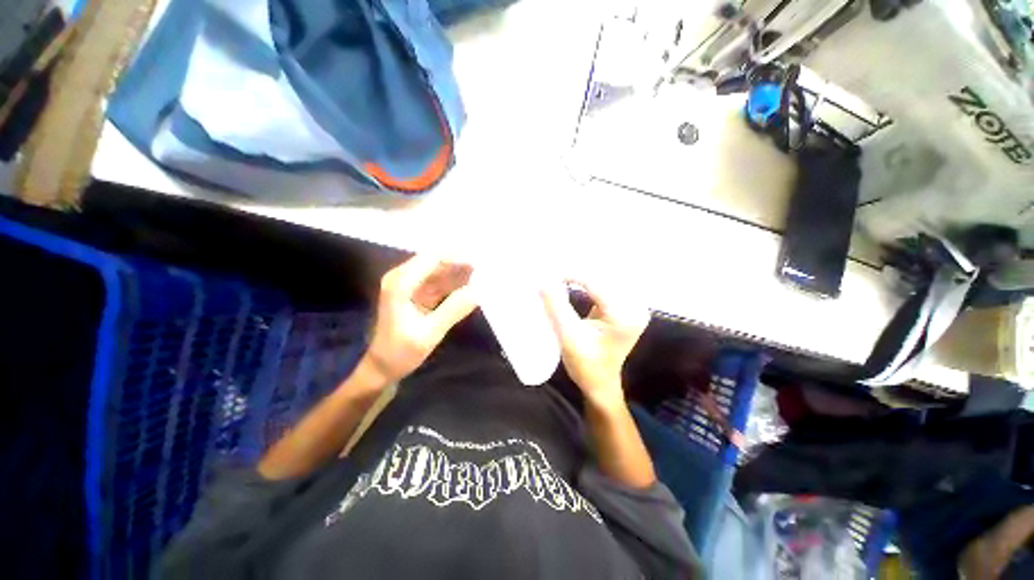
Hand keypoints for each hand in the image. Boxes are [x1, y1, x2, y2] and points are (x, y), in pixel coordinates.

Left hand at [363, 256, 475, 383]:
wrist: (381, 366)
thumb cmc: (400, 352)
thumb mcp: (429, 334)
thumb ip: (453, 310)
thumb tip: (477, 291)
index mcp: (401, 283)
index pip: (433, 258)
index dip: (457, 258)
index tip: (481, 264)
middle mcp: (402, 277)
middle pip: (437, 261)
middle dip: (461, 264)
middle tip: (485, 271)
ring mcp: (408, 284)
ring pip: (439, 270)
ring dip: (459, 273)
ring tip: (483, 278)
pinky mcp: (415, 292)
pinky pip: (438, 281)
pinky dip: (454, 283)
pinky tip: (470, 288)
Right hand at [541, 280, 649, 407]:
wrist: (601, 383)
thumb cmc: (586, 366)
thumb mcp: (568, 337)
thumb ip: (556, 306)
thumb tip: (543, 280)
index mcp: (624, 315)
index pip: (595, 281)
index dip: (570, 274)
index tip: (546, 276)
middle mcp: (634, 305)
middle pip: (602, 275)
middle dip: (575, 271)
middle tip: (551, 273)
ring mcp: (632, 304)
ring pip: (604, 276)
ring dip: (581, 274)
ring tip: (558, 275)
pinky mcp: (625, 305)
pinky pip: (606, 284)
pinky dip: (587, 280)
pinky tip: (572, 281)